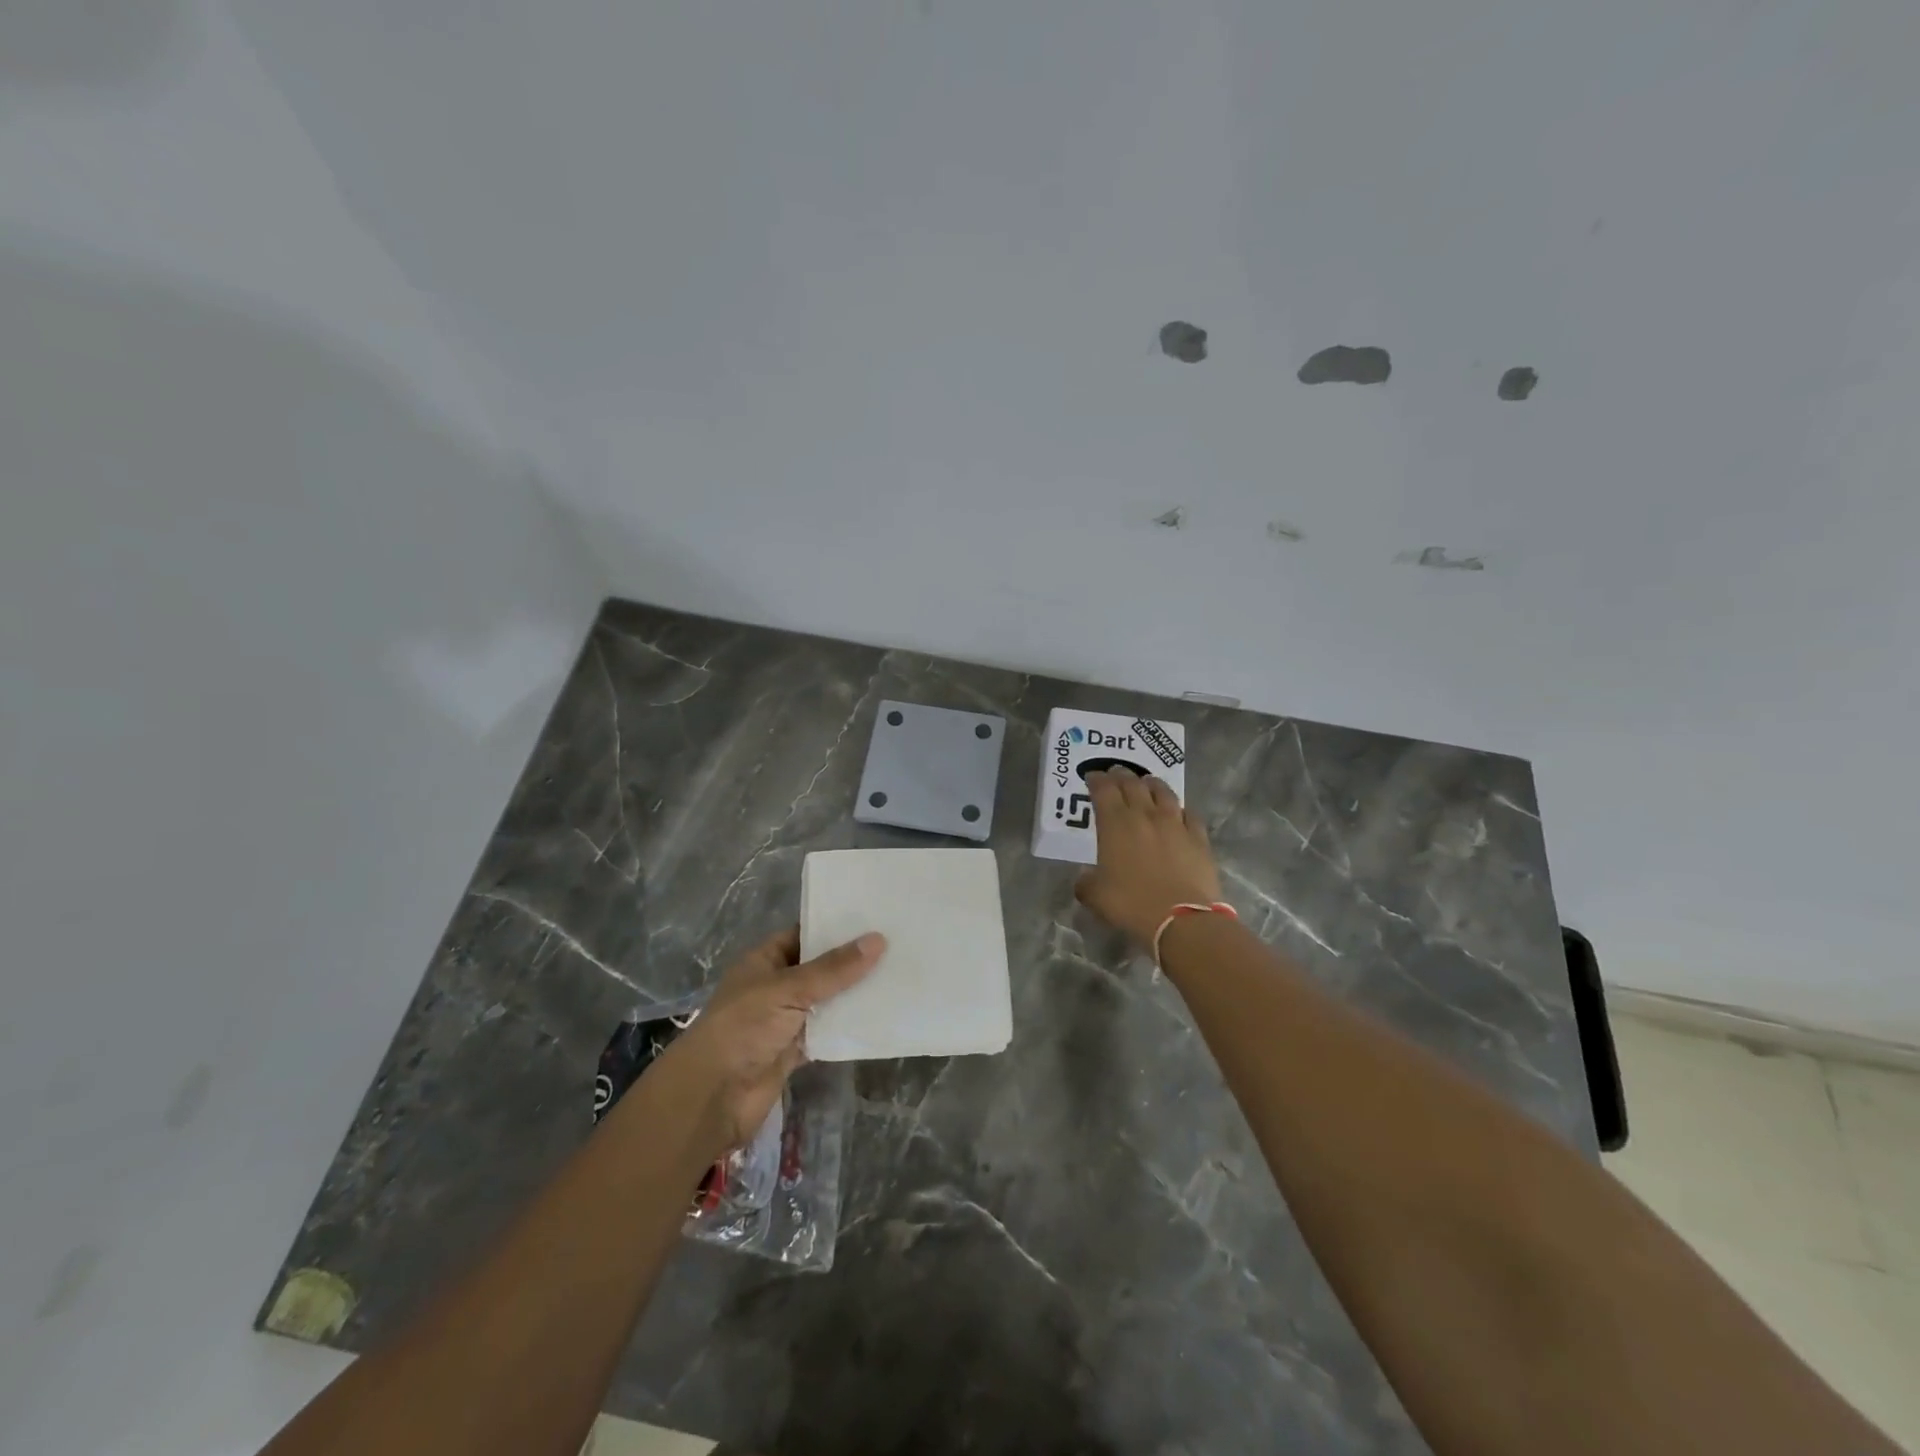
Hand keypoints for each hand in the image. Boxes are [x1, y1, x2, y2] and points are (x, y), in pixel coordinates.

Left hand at [653, 925, 884, 1153]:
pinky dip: (847, 1027)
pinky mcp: (794, 1051)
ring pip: (826, 1001)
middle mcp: (775, 986)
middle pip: (819, 968)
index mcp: (764, 960)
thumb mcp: (789, 989)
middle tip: (897, 944)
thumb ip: (834, 969)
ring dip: (853, 995)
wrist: (713, 1096)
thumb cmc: (744, 1028)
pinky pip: (826, 1032)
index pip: (803, 934)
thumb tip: (878, 939)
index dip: (834, 926)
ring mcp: (785, 1020)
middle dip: (851, 961)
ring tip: (898, 976)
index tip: (874, 918)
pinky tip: (880, 1017)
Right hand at [1074, 769, 1222, 946]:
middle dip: (1121, 775)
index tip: (1092, 776)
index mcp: (1115, 824)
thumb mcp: (1096, 897)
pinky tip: (1179, 812)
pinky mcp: (1198, 837)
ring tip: (1147, 781)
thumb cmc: (1132, 904)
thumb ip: (1086, 882)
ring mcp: (1175, 824)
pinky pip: (1189, 814)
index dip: (1096, 780)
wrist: (1182, 918)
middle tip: (1115, 772)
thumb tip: (1085, 878)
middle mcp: (1145, 815)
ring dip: (1152, 784)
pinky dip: (1181, 809)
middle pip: (1132, 784)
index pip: (1103, 790)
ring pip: (1163, 792)